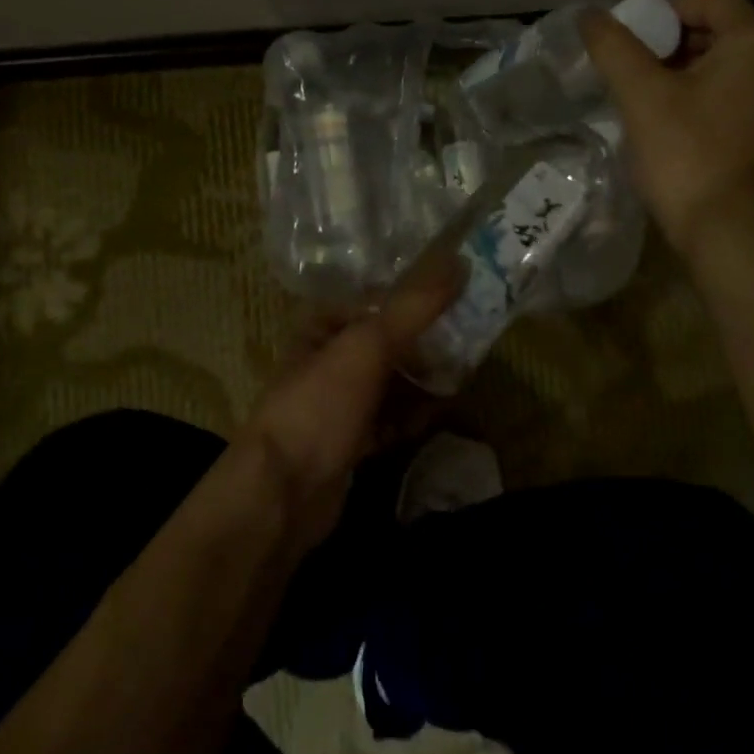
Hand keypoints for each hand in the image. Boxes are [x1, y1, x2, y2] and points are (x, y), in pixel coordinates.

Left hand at [243, 253, 461, 548]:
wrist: (282, 493)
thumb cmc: (321, 404)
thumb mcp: (368, 345)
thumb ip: (414, 306)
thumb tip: (460, 260)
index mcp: (323, 326)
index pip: (377, 300)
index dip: (416, 298)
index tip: (461, 298)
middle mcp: (328, 359)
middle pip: (387, 341)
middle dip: (426, 343)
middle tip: (471, 340)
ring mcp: (338, 403)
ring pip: (390, 382)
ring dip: (423, 381)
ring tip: (465, 375)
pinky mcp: (350, 442)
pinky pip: (390, 420)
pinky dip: (414, 416)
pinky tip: (441, 414)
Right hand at [580, 0, 753, 254]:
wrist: (729, 233)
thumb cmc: (686, 154)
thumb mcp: (641, 95)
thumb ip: (614, 47)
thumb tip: (589, 14)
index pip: (711, 2)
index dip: (665, 12)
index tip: (631, 38)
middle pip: (725, 35)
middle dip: (677, 44)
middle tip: (636, 67)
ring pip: (733, 71)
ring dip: (692, 74)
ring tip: (649, 97)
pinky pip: (743, 102)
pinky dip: (711, 101)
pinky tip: (678, 126)